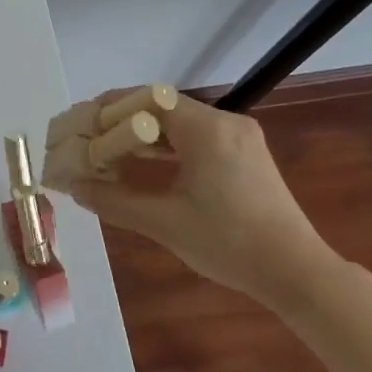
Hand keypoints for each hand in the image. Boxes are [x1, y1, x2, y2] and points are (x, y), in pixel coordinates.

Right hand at [61, 91, 340, 309]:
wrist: (297, 273)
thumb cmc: (229, 243)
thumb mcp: (164, 223)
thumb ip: (114, 201)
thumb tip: (74, 187)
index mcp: (206, 130)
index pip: (148, 98)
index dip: (112, 107)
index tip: (83, 122)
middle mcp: (225, 123)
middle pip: (163, 107)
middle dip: (124, 122)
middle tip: (92, 140)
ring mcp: (240, 138)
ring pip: (181, 124)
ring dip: (146, 135)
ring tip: (112, 153)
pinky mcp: (247, 155)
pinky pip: (198, 138)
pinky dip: (169, 147)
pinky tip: (148, 165)